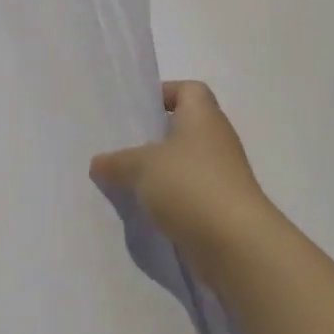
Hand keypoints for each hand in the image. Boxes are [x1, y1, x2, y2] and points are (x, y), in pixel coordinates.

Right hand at [90, 81, 277, 283]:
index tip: (136, 111)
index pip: (188, 90)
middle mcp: (216, 140)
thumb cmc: (190, 185)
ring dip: (159, 172)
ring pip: (184, 164)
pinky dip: (170, 199)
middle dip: (153, 138)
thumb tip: (98, 163)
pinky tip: (145, 210)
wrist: (235, 243)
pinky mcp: (220, 207)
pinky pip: (189, 194)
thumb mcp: (142, 167)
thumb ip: (117, 162)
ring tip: (125, 181)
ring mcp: (222, 175)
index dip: (164, 93)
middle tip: (120, 147)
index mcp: (202, 116)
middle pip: (183, 128)